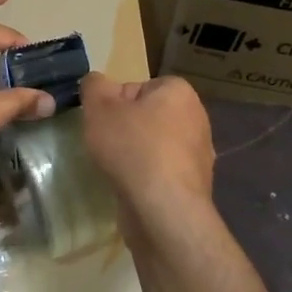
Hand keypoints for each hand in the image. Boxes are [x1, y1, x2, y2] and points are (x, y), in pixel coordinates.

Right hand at [79, 72, 214, 232]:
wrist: (162, 209)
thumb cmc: (132, 148)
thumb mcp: (99, 107)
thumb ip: (93, 86)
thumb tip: (96, 82)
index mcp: (179, 92)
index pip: (137, 87)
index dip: (113, 103)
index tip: (100, 122)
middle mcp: (196, 118)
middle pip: (146, 117)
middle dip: (124, 129)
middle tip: (104, 145)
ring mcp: (198, 154)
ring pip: (154, 146)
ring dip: (135, 155)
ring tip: (115, 168)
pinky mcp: (193, 185)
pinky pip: (161, 172)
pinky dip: (145, 178)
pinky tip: (131, 188)